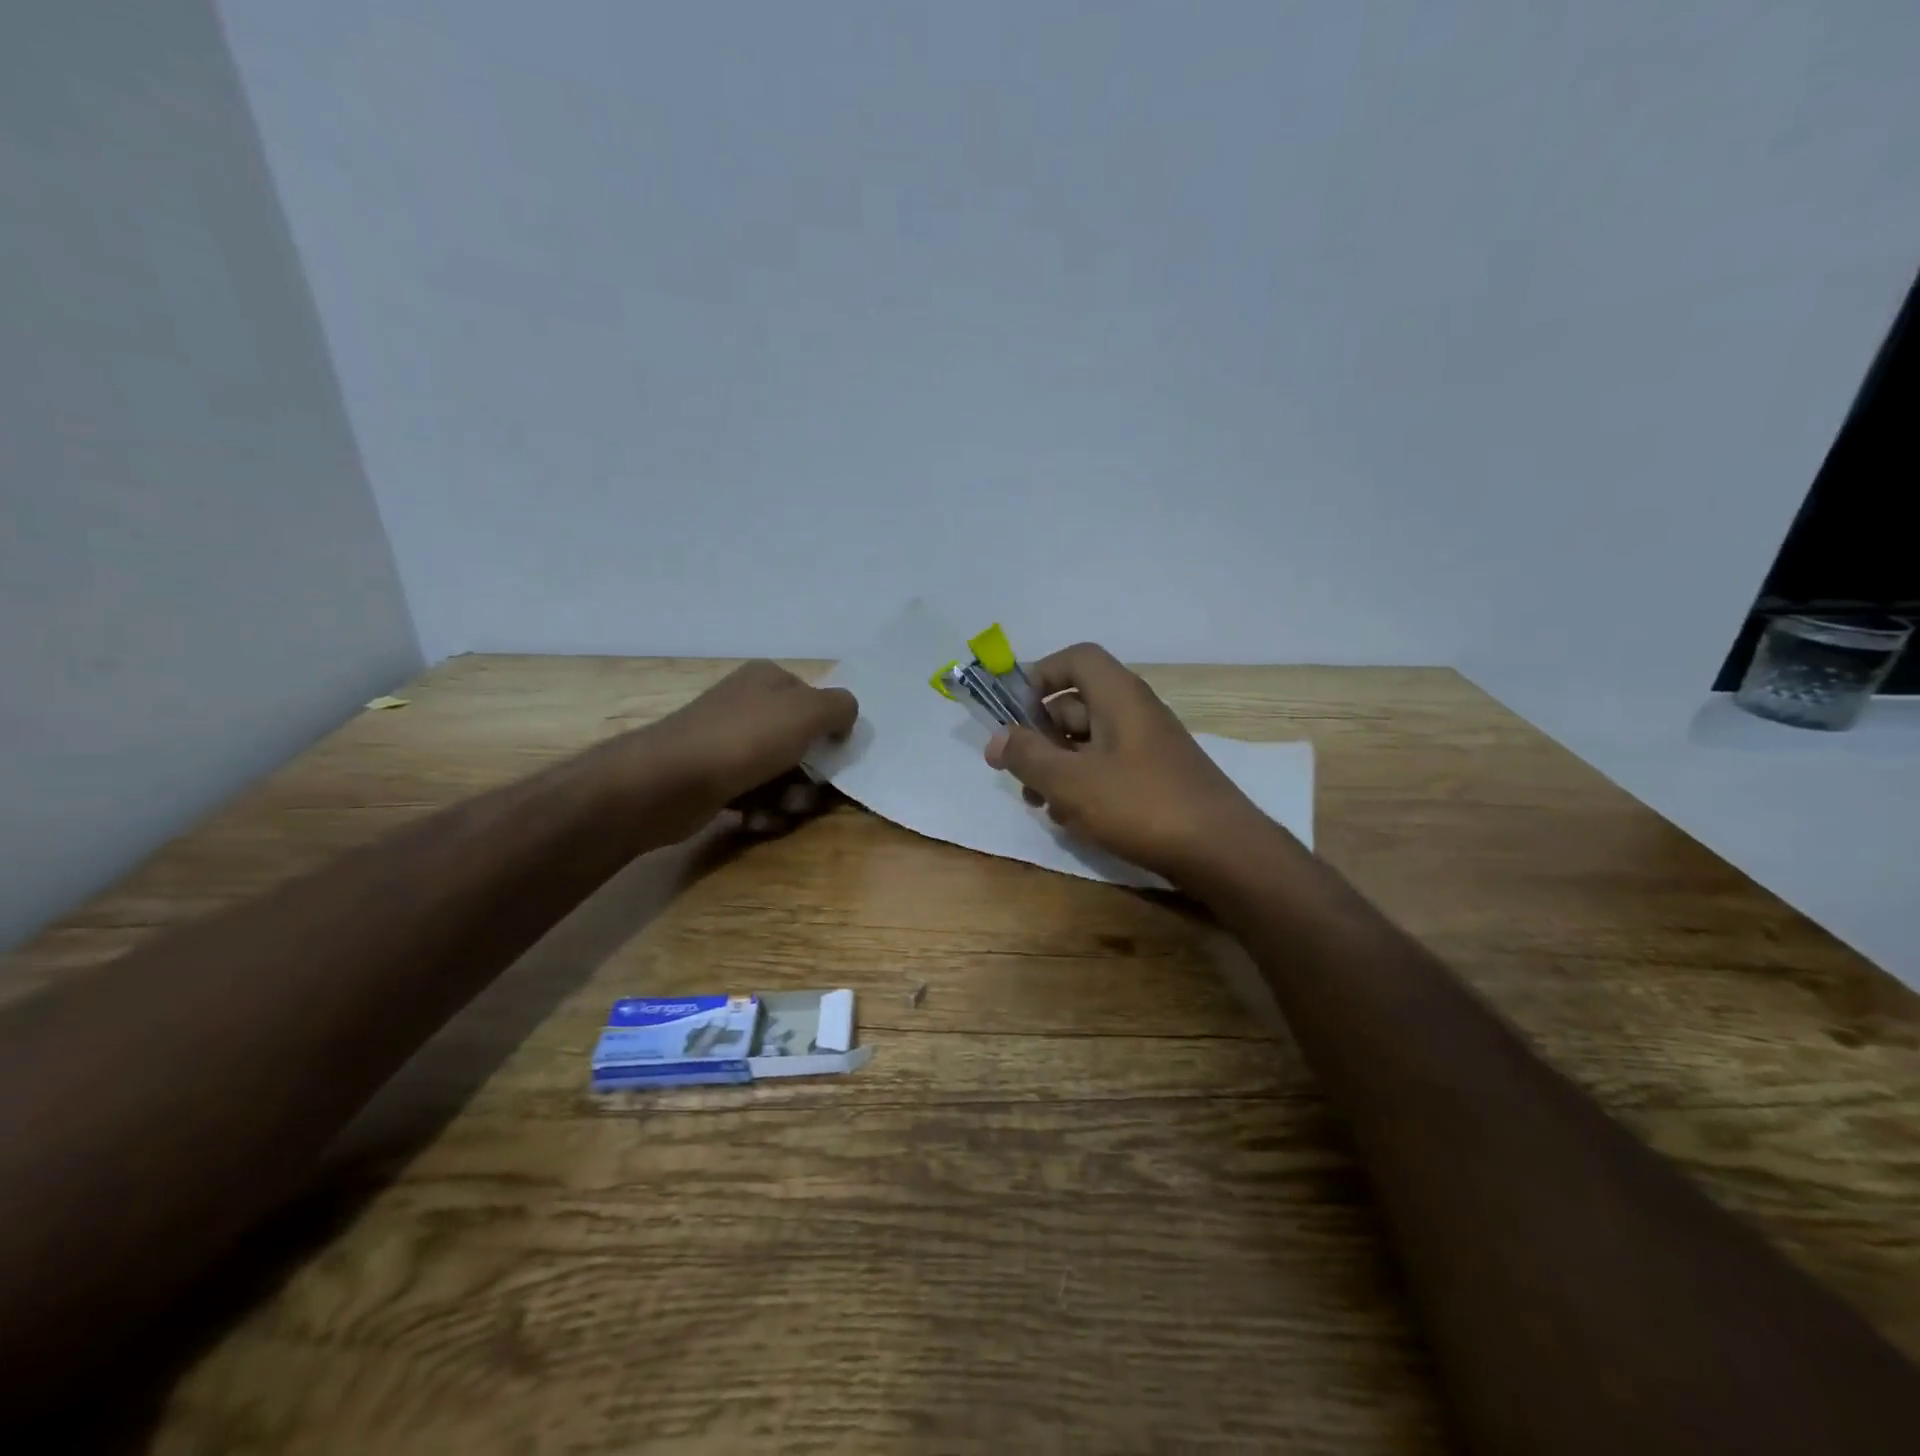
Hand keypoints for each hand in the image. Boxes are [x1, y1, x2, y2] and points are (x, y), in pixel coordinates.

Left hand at [644, 660, 857, 834]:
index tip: (834, 757)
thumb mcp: (809, 712)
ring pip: (780, 774)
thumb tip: (844, 720)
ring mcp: (727, 742)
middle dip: (810, 775)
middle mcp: (747, 704)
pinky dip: (762, 810)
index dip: (830, 731)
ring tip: (779, 810)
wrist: (670, 782)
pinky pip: (754, 795)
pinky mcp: (714, 778)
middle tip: (807, 792)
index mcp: (769, 679)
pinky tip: (755, 819)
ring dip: (789, 798)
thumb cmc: (746, 740)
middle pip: (800, 743)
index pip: (817, 702)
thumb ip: (840, 707)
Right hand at [984, 644, 1271, 882]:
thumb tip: (995, 739)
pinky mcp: (1156, 779)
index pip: (1076, 659)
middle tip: (1018, 771)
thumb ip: (1027, 756)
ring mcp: (1148, 747)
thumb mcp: (1071, 782)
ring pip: (1088, 742)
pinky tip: (1072, 820)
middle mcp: (1135, 712)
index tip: (1014, 713)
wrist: (1223, 852)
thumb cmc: (1141, 805)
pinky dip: (1084, 785)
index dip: (1040, 676)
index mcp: (1118, 696)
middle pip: (1076, 705)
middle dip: (1039, 735)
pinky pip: (1108, 768)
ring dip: (1057, 766)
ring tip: (1039, 803)